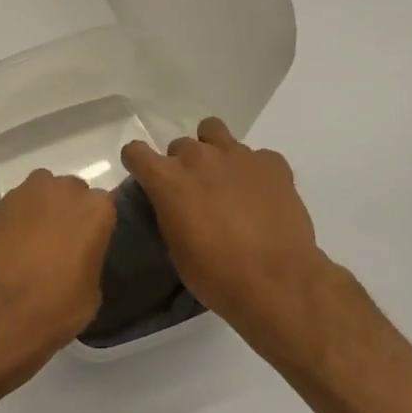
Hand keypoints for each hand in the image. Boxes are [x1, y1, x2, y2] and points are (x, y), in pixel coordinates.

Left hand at [0, 169, 115, 393]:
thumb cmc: (54, 306)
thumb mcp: (91, 293)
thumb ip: (89, 261)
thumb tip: (78, 260)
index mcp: (95, 209)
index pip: (104, 207)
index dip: (95, 227)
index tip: (88, 245)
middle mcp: (62, 190)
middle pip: (70, 194)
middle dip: (66, 213)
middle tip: (60, 244)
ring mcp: (24, 194)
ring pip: (39, 196)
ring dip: (39, 213)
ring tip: (31, 245)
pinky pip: (12, 209)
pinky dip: (13, 223)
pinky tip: (8, 249)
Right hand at [121, 119, 353, 357]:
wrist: (275, 281)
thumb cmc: (215, 274)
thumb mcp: (176, 248)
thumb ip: (169, 213)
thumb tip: (175, 206)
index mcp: (168, 180)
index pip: (136, 152)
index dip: (138, 163)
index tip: (145, 178)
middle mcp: (199, 158)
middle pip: (179, 146)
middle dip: (182, 165)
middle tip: (194, 193)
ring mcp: (238, 155)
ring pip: (214, 132)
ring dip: (212, 150)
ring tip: (223, 179)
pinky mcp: (272, 162)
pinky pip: (255, 155)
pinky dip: (252, 170)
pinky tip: (260, 195)